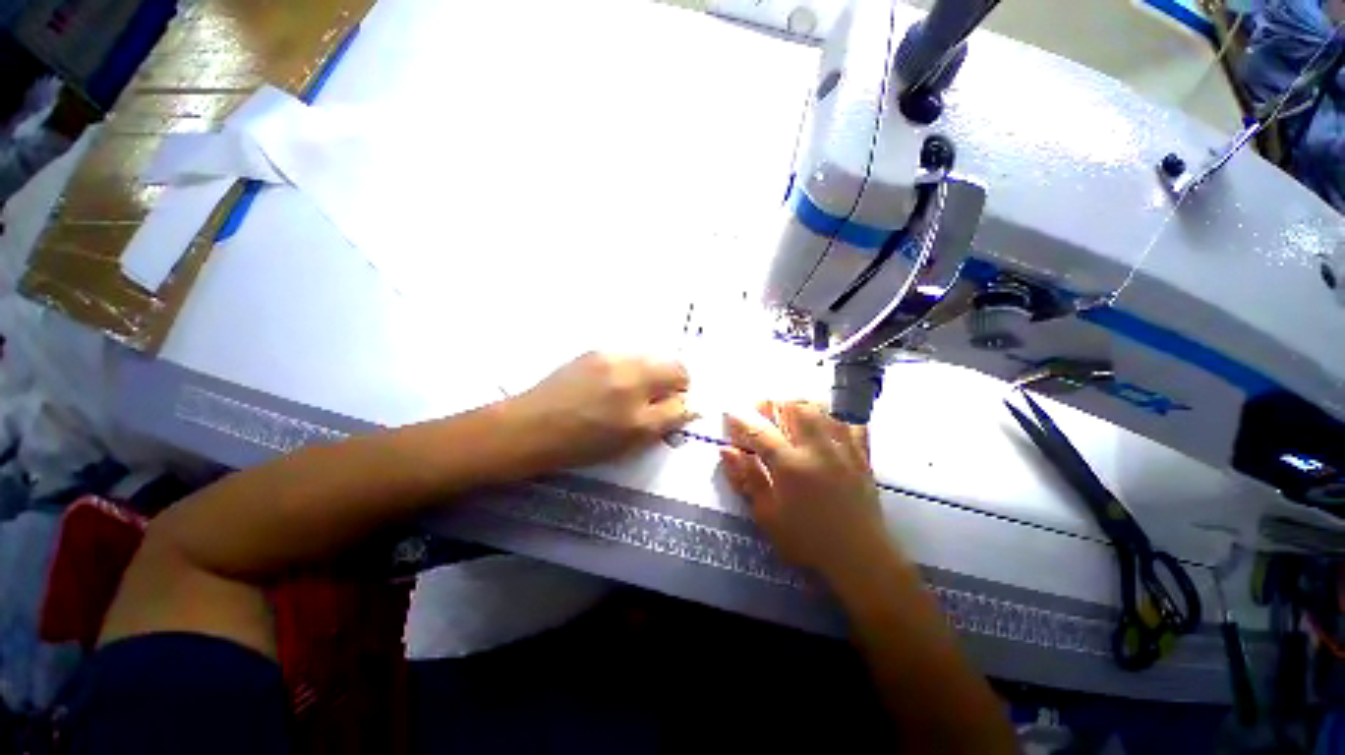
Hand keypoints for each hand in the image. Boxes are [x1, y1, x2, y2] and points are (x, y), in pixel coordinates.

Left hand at [511, 352, 694, 470]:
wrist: (529, 429)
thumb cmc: (584, 440)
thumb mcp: (635, 436)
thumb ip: (670, 416)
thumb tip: (690, 404)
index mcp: (640, 376)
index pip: (680, 370)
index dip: (681, 391)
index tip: (669, 409)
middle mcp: (625, 356)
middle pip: (662, 361)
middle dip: (664, 383)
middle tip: (648, 408)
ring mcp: (604, 352)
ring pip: (642, 361)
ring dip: (645, 378)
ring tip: (624, 402)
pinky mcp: (588, 354)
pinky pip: (621, 360)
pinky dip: (625, 374)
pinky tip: (605, 394)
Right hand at [721, 401, 889, 583]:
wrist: (860, 557)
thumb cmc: (807, 540)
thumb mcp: (768, 516)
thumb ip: (747, 479)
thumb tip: (727, 450)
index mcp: (790, 465)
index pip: (760, 432)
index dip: (741, 420)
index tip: (729, 414)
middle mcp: (817, 449)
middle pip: (793, 408)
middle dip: (772, 403)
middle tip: (760, 408)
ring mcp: (842, 449)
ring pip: (822, 409)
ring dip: (800, 404)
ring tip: (789, 409)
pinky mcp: (861, 455)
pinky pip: (851, 423)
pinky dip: (836, 415)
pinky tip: (827, 420)